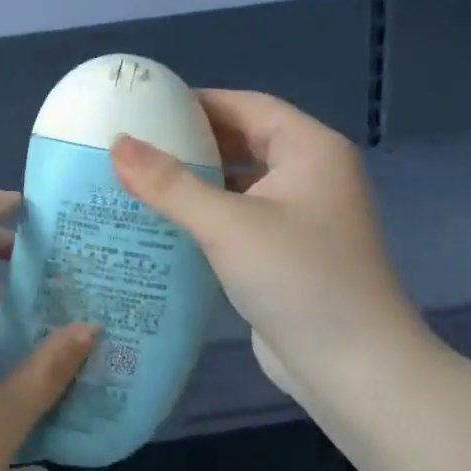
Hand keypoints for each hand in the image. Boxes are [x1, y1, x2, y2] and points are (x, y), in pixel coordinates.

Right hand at [110, 90, 425, 408]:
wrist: (353, 368)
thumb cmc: (298, 279)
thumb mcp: (228, 224)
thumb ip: (170, 183)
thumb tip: (117, 143)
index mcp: (310, 150)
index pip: (246, 106)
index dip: (195, 102)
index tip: (142, 107)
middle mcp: (310, 175)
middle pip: (242, 142)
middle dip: (190, 143)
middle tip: (130, 147)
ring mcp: (300, 217)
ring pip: (238, 184)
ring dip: (194, 182)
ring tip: (135, 182)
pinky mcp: (285, 254)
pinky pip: (238, 219)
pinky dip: (204, 216)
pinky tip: (163, 225)